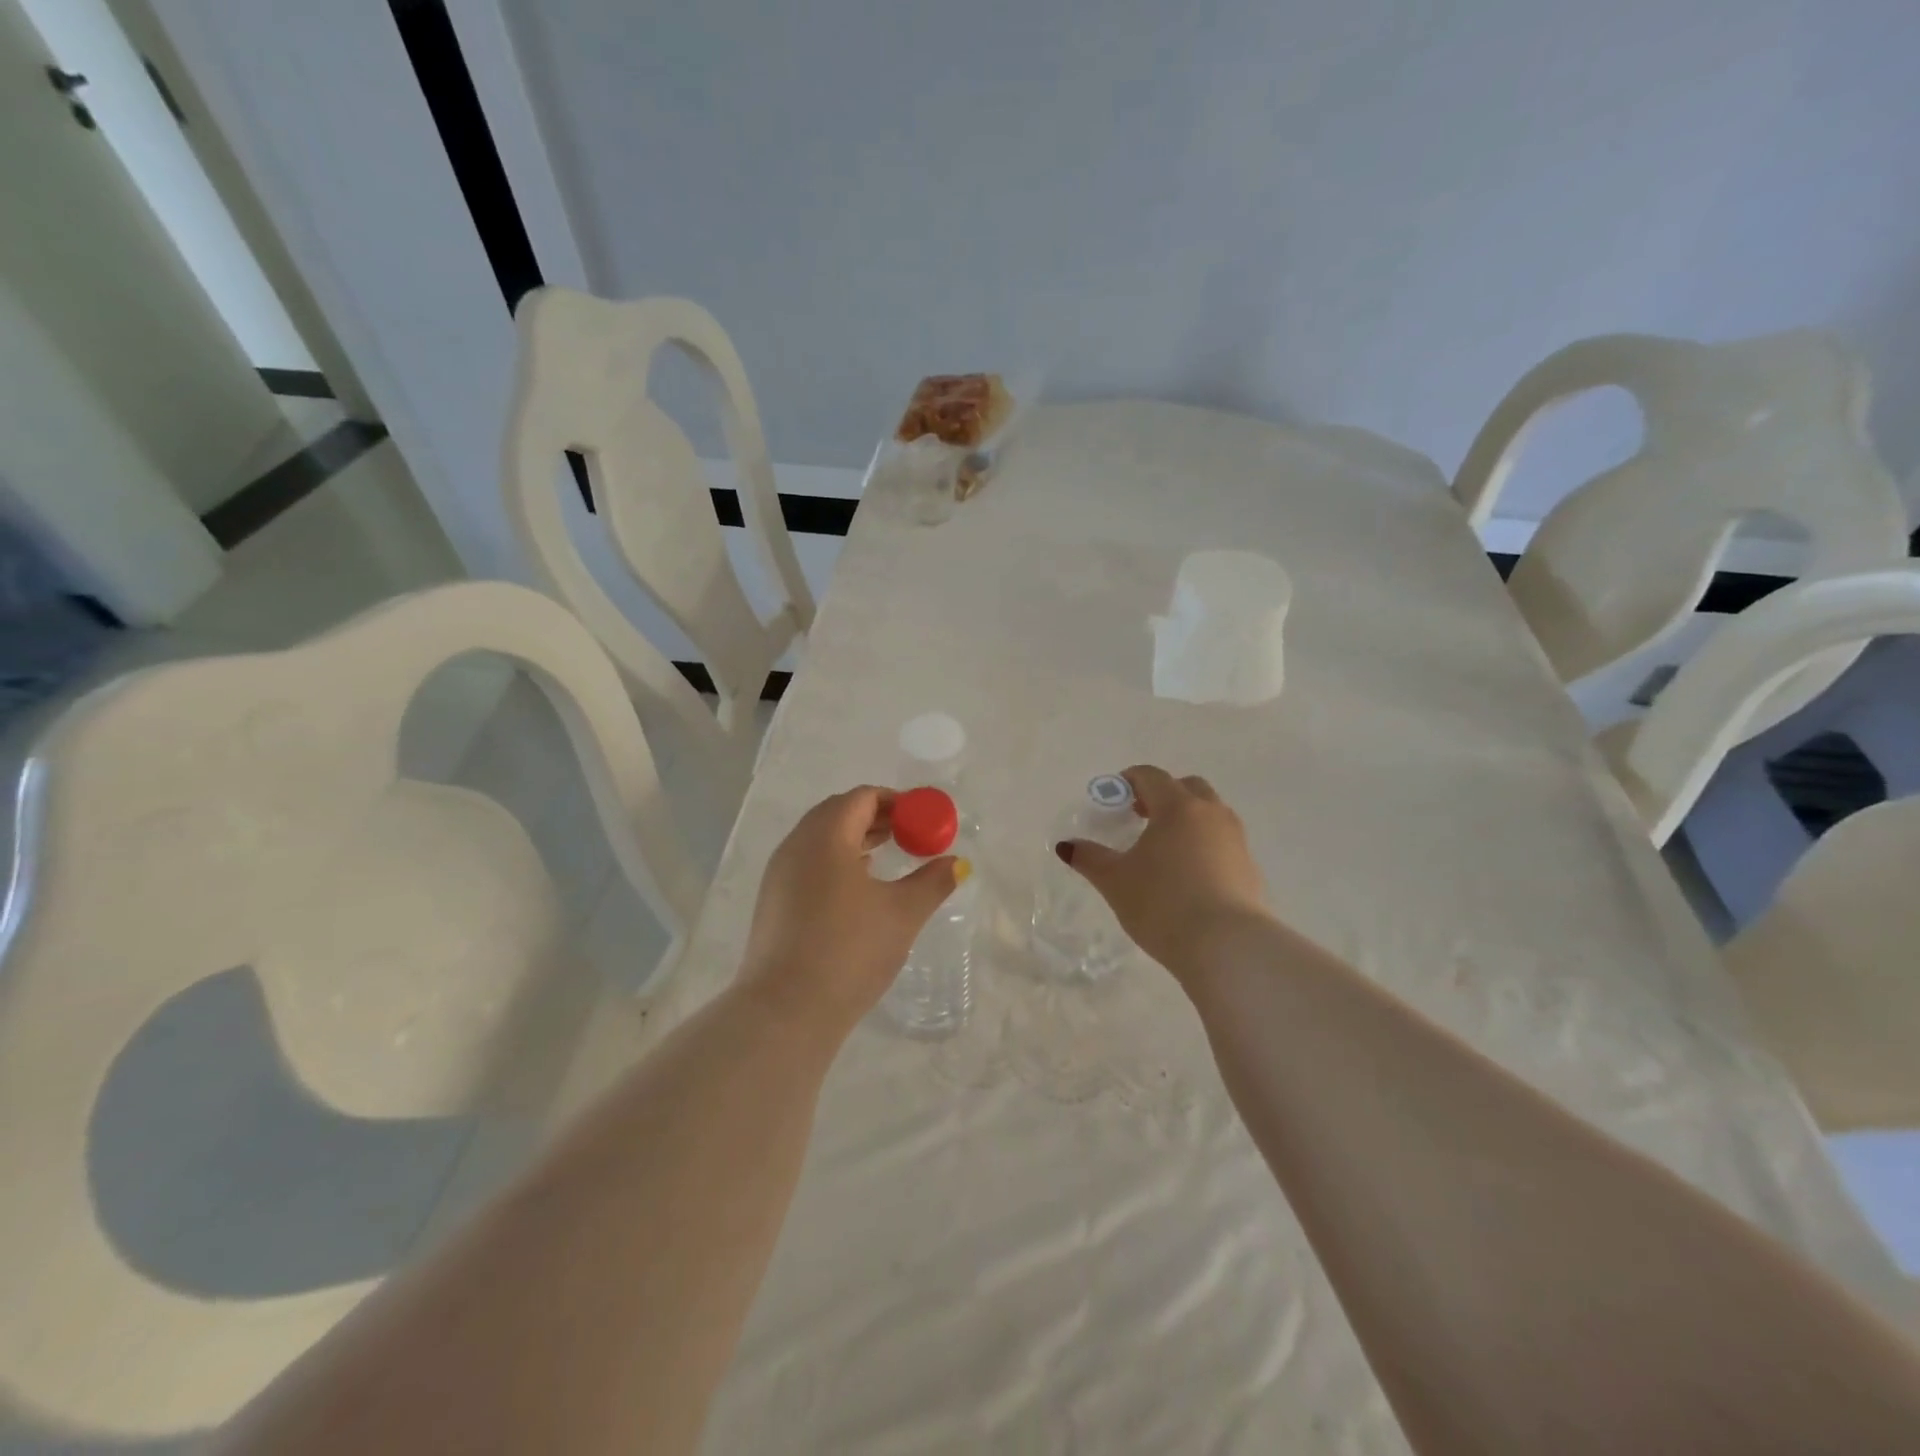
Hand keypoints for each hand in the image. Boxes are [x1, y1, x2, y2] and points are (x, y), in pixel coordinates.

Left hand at [739, 787, 963, 1035]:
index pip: (862, 798)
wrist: (785, 1011)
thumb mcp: (902, 914)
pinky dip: (834, 863)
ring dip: (854, 840)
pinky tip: (855, 890)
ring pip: (819, 840)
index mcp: (825, 836)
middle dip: (875, 818)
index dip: (896, 802)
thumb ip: (933, 881)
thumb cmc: (850, 950)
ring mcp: (778, 874)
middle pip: (837, 813)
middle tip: (908, 835)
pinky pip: (807, 864)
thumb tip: (956, 862)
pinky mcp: (772, 902)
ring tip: (885, 858)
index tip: (922, 819)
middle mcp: (796, 845)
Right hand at [1057, 765, 1271, 977]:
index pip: (1152, 776)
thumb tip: (1067, 846)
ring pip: (1211, 813)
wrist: (1227, 947)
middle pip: (1188, 787)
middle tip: (1142, 816)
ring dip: (1188, 818)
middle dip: (1164, 794)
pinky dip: (1205, 845)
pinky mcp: (1250, 868)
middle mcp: (1211, 814)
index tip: (1115, 796)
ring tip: (1165, 847)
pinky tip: (1189, 875)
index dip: (1130, 780)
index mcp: (1177, 807)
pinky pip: (1223, 842)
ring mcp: (1236, 840)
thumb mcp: (1115, 881)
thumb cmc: (1163, 904)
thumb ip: (1090, 858)